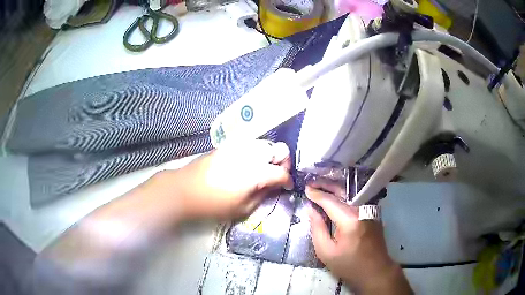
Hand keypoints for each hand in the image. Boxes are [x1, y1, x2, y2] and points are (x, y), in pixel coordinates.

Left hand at [166, 140, 292, 220]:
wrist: (185, 189)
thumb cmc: (214, 204)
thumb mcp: (242, 208)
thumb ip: (263, 196)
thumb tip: (274, 187)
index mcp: (256, 172)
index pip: (282, 172)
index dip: (288, 181)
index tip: (287, 187)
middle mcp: (251, 154)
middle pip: (279, 149)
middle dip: (283, 162)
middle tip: (276, 175)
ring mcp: (239, 146)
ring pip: (266, 143)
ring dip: (270, 155)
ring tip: (264, 169)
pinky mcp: (228, 145)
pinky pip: (250, 144)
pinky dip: (256, 151)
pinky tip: (249, 163)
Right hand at [306, 181, 411, 294]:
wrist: (375, 270)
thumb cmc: (349, 265)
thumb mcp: (326, 252)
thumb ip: (317, 228)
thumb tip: (310, 209)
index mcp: (350, 220)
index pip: (330, 201)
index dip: (317, 194)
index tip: (306, 189)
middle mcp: (362, 209)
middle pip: (342, 191)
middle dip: (326, 185)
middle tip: (312, 183)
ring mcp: (370, 209)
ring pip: (350, 193)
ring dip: (335, 188)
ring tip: (321, 187)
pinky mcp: (373, 212)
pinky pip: (356, 199)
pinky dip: (344, 196)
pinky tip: (335, 197)